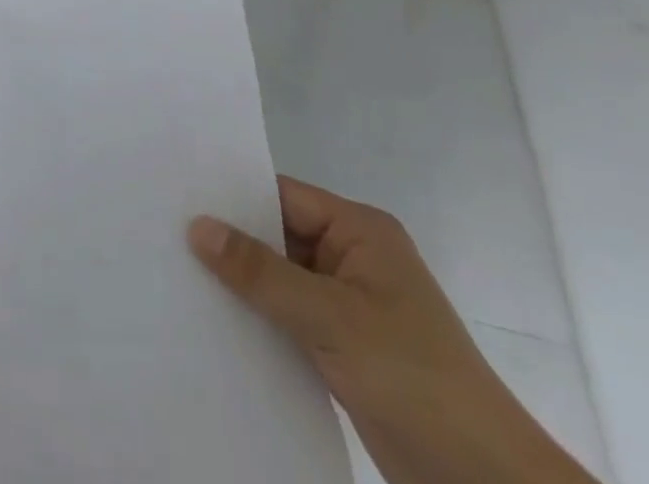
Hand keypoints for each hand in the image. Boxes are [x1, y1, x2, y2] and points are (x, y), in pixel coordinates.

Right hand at [189, 178, 598, 483]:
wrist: (483, 483)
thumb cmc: (412, 376)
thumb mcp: (330, 316)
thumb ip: (260, 271)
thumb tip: (197, 226)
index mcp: (359, 230)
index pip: (281, 195)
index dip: (231, 194)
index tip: (176, 193)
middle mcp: (352, 257)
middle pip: (277, 234)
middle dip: (230, 239)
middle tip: (165, 230)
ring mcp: (348, 303)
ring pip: (279, 278)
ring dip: (241, 282)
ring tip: (177, 272)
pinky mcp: (344, 346)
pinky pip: (289, 316)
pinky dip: (258, 317)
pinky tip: (215, 319)